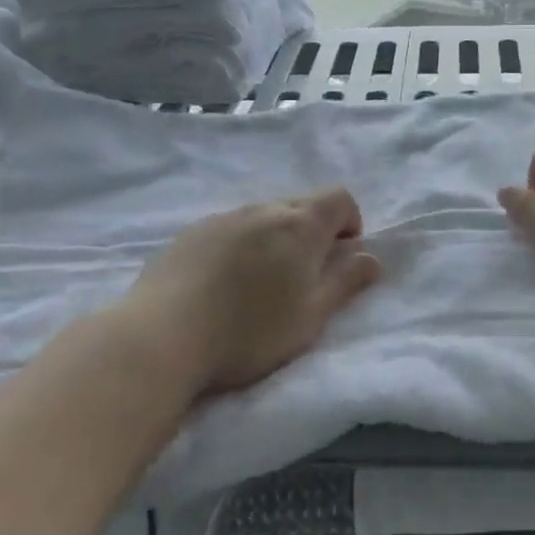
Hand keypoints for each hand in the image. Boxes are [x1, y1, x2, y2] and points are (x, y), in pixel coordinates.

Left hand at [123, 188, 382, 393]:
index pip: (340, 198)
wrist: (161, 336)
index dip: (350, 222)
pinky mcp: (190, 233)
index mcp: (300, 225)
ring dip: (275, 239)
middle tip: (304, 277)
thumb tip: (372, 257)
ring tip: (261, 284)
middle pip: (301, 205)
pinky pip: (230, 229)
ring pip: (263, 217)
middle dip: (313, 232)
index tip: (341, 257)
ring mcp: (222, 218)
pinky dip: (241, 246)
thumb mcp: (312, 315)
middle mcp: (262, 209)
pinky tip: (224, 284)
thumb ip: (346, 282)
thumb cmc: (250, 331)